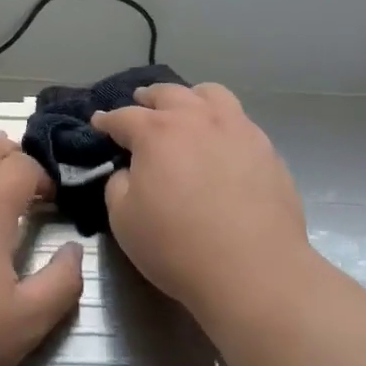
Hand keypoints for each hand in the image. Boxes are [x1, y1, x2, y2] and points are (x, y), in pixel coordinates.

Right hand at [94, 82, 308, 320]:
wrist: (254, 271)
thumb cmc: (178, 247)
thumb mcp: (124, 219)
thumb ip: (118, 185)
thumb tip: (129, 171)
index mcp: (156, 132)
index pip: (123, 117)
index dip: (107, 120)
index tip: (99, 122)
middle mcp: (196, 118)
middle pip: (168, 93)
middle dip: (148, 98)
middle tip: (140, 105)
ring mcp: (237, 129)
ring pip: (211, 94)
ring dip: (191, 98)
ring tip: (186, 110)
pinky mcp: (266, 149)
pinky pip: (239, 121)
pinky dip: (222, 122)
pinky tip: (221, 142)